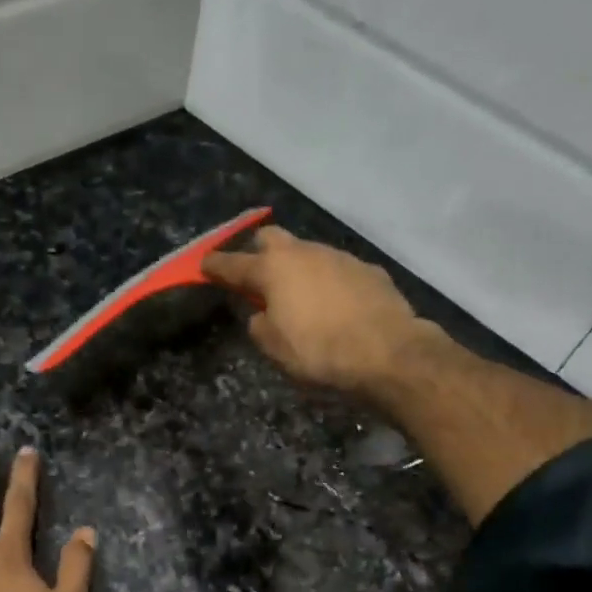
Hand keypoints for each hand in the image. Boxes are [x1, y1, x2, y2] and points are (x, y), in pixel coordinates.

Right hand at [202, 227, 425, 398]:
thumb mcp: (275, 348)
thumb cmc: (319, 351)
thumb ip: (259, 325)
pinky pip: (337, 269)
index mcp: (273, 270)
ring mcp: (339, 257)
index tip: (203, 264)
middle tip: (255, 274)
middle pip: (271, 238)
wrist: (388, 352)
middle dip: (257, 251)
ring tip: (299, 295)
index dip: (215, 265)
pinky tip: (335, 305)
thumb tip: (261, 315)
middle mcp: (304, 253)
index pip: (233, 263)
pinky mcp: (368, 269)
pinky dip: (328, 282)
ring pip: (307, 252)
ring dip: (297, 267)